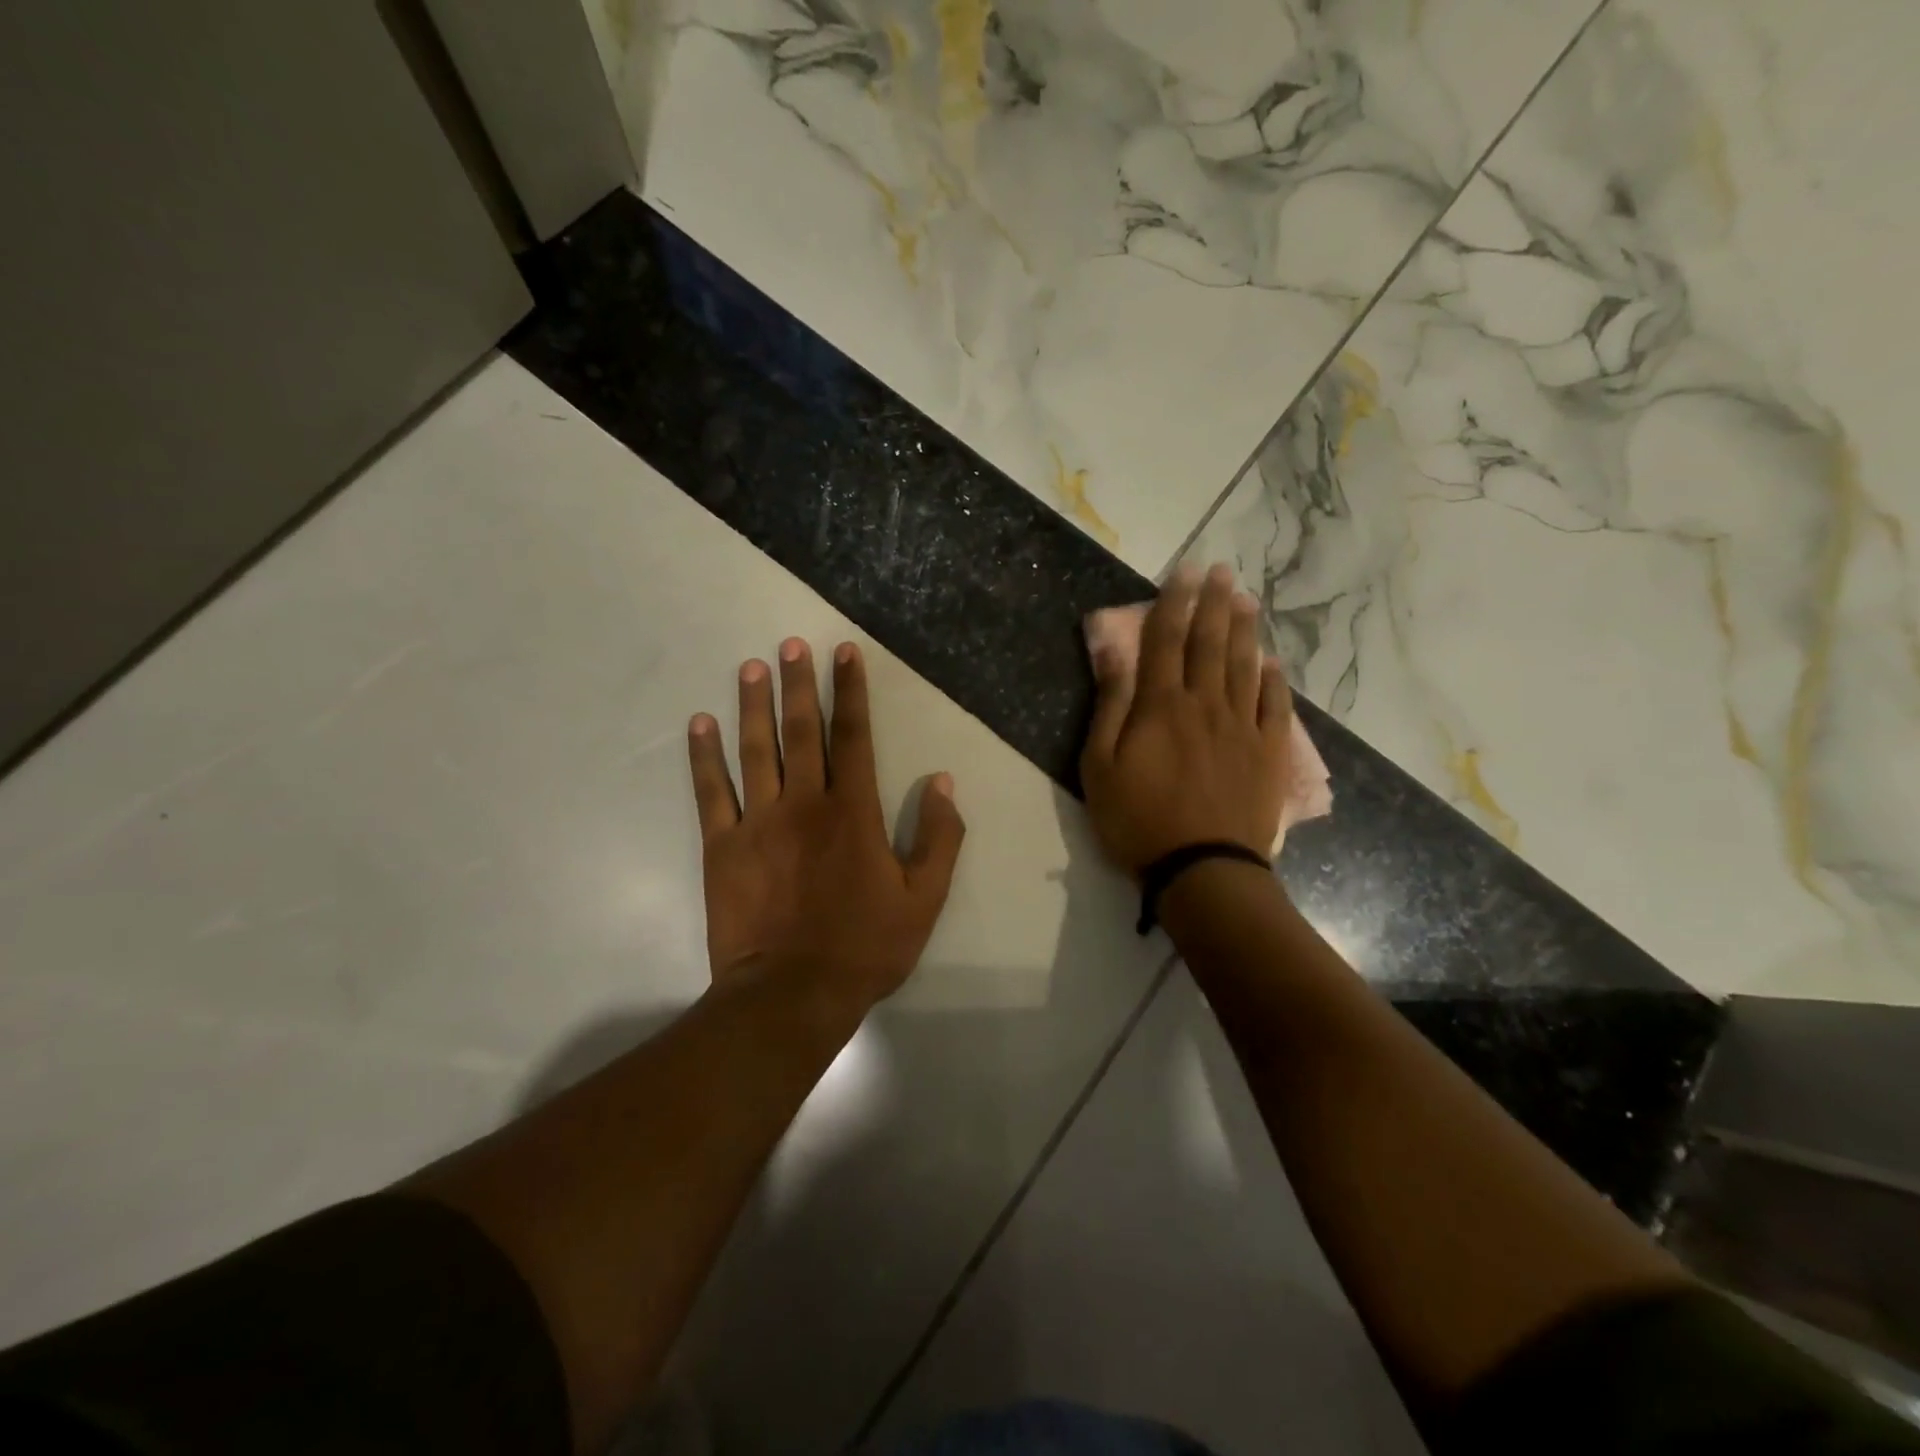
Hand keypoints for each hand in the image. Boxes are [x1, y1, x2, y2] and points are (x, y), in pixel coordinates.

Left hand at [686, 638, 965, 1012]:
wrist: (791, 996)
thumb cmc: (865, 948)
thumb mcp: (923, 899)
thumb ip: (939, 838)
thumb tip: (943, 781)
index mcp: (853, 812)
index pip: (854, 736)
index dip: (851, 691)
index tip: (844, 652)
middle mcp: (804, 803)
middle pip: (802, 731)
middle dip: (799, 684)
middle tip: (791, 644)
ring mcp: (758, 822)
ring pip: (755, 750)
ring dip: (753, 705)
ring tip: (750, 667)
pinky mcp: (722, 847)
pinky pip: (711, 792)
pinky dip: (704, 756)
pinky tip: (699, 724)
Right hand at [1080, 563, 1292, 877]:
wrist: (1203, 869)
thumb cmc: (1139, 820)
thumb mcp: (1100, 767)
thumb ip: (1109, 707)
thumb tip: (1112, 654)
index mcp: (1161, 706)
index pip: (1166, 641)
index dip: (1175, 603)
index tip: (1185, 571)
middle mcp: (1206, 705)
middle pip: (1211, 644)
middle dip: (1214, 603)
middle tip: (1222, 571)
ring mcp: (1242, 728)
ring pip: (1244, 667)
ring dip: (1245, 630)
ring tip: (1246, 600)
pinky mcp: (1267, 753)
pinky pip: (1274, 707)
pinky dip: (1273, 680)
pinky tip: (1272, 663)